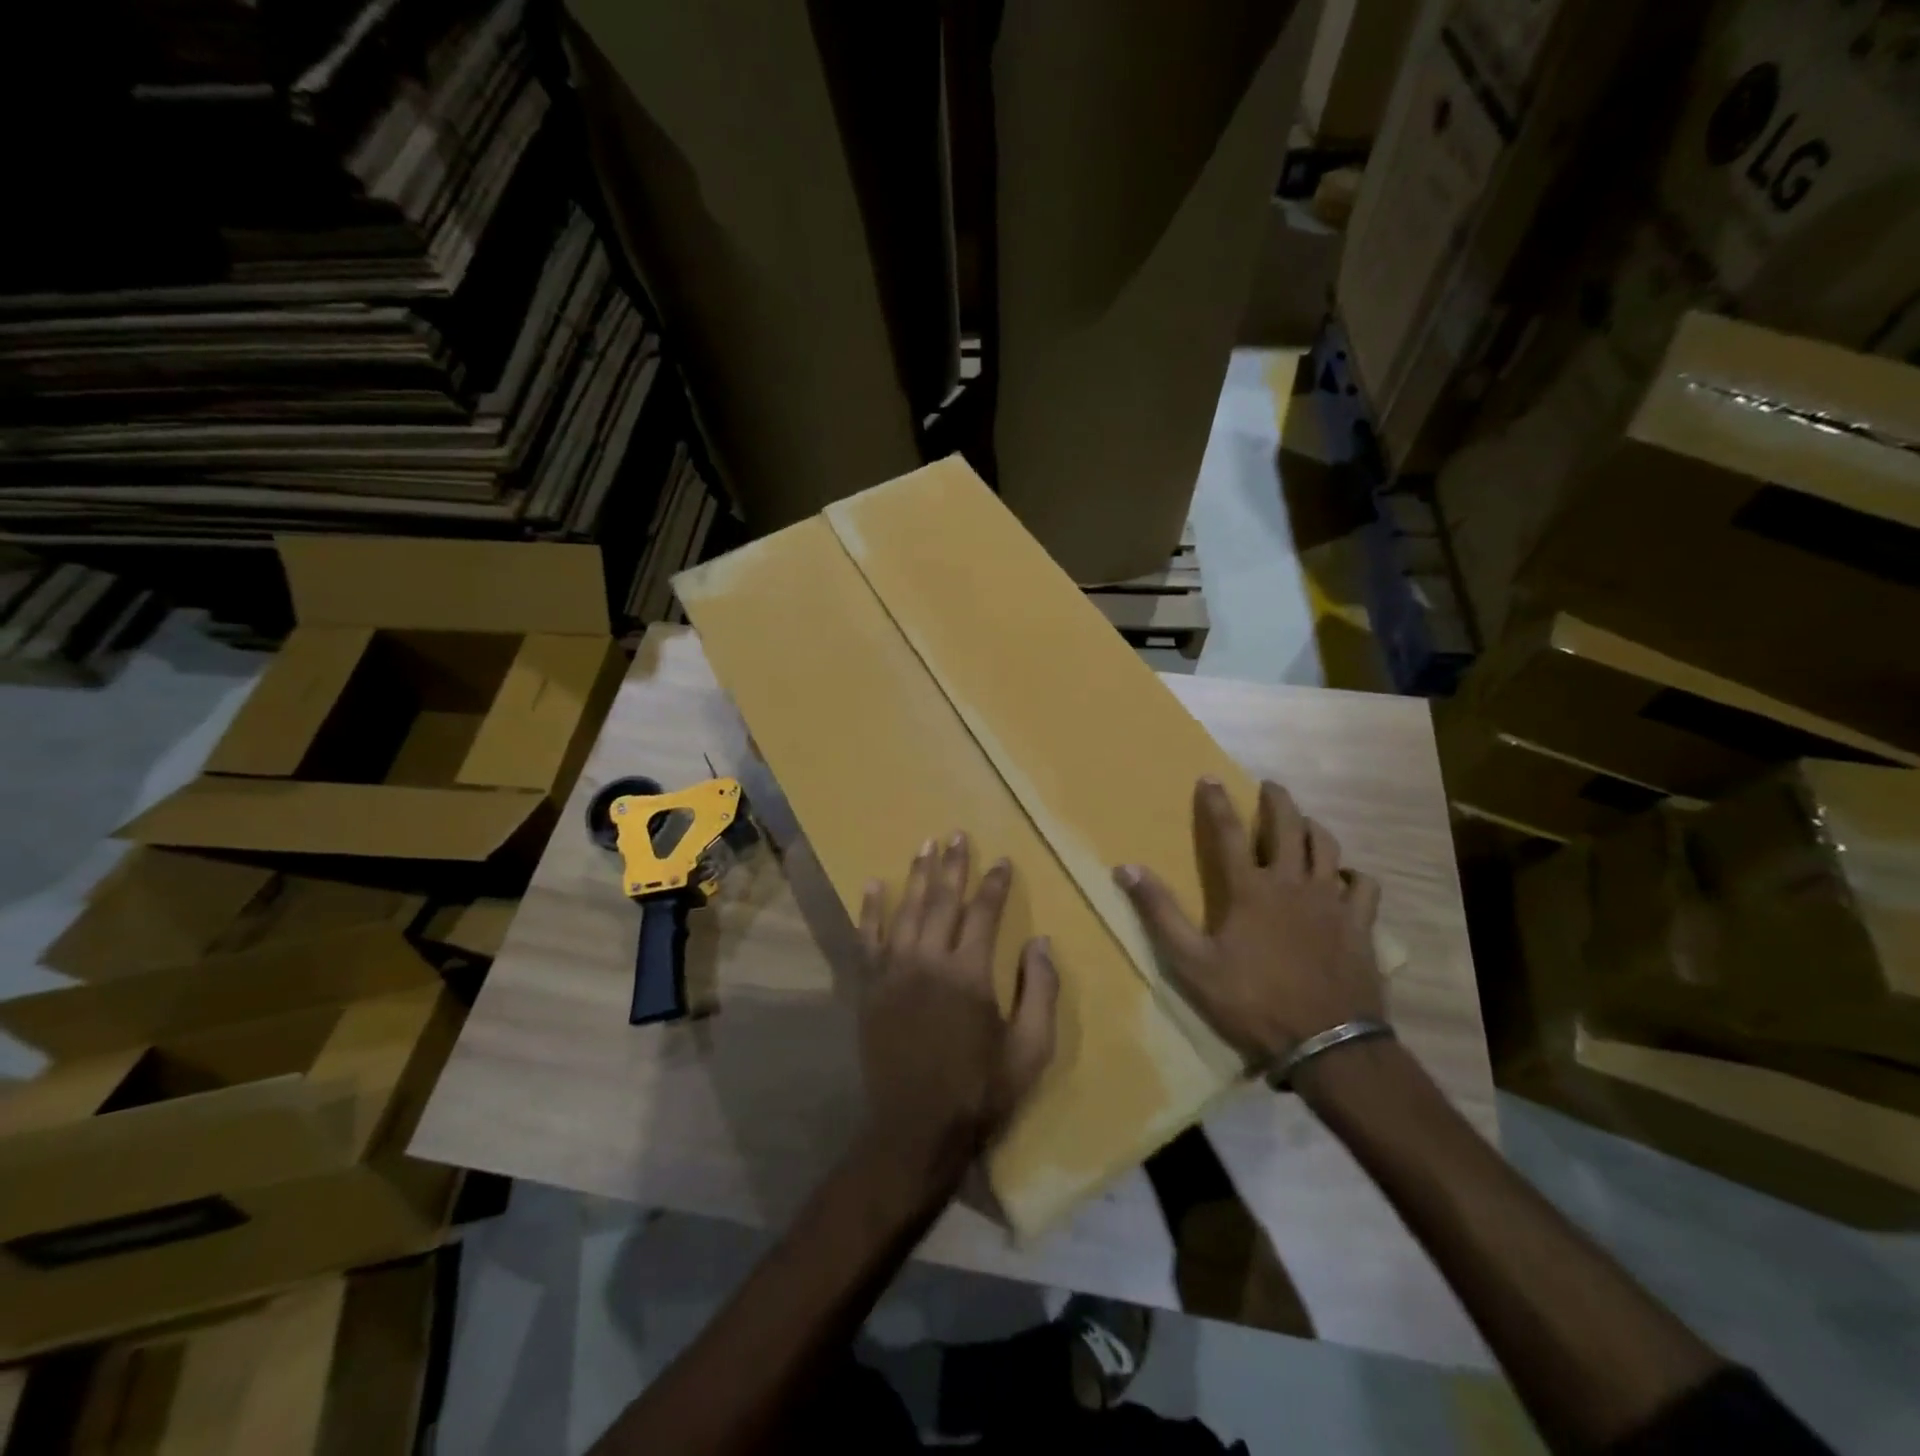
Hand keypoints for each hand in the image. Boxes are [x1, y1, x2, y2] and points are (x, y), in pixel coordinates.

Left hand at [857, 833, 1058, 1184]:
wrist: (916, 1129)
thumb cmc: (980, 1091)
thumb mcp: (1030, 1051)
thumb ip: (1040, 992)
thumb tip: (1041, 942)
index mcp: (969, 974)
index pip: (984, 913)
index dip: (995, 884)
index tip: (1002, 860)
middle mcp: (929, 961)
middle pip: (942, 900)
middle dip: (953, 865)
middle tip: (956, 834)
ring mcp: (894, 971)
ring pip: (906, 910)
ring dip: (916, 875)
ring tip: (925, 845)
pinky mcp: (870, 987)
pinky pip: (867, 938)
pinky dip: (870, 910)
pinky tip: (872, 885)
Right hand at [1114, 777, 1383, 1069]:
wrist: (1325, 1042)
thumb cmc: (1251, 1001)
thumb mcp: (1191, 962)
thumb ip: (1159, 913)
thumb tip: (1127, 869)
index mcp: (1250, 889)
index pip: (1228, 832)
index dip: (1216, 802)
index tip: (1210, 777)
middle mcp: (1292, 883)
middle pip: (1288, 827)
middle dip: (1277, 801)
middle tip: (1270, 786)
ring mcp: (1330, 902)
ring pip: (1327, 848)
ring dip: (1313, 828)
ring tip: (1305, 822)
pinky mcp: (1359, 924)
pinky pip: (1363, 885)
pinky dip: (1352, 874)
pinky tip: (1345, 877)